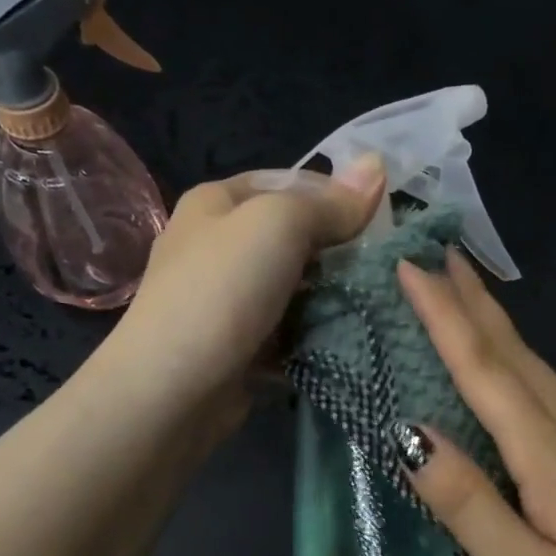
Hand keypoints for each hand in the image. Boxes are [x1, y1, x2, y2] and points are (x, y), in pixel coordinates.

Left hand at [113, 158, 384, 424]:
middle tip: (383, 268)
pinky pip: (288, 331)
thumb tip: (377, 166)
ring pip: (294, 289)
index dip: (335, 196)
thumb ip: (330, 203)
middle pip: (293, 239)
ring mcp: (227, 300)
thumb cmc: (222, 291)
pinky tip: (346, 340)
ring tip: (375, 305)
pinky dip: (313, 336)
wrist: (172, 388)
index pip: (289, 183)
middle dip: (338, 252)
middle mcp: (217, 246)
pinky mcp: (239, 347)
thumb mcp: (279, 225)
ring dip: (331, 298)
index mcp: (216, 203)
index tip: (380, 222)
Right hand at [395, 250, 555, 555]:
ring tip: (462, 293)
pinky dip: (516, 363)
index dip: (445, 317)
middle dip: (473, 300)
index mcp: (554, 455)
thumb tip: (411, 434)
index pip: (486, 369)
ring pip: (537, 369)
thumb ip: (468, 503)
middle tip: (435, 255)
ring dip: (495, 325)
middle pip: (516, 354)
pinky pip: (551, 395)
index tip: (411, 268)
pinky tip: (507, 367)